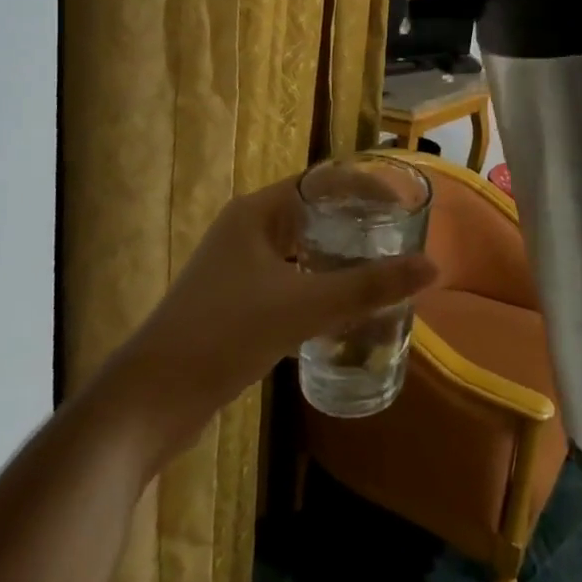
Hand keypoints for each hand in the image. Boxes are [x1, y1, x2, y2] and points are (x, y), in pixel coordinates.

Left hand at [101, 176, 437, 456]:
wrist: (150, 400)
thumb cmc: (224, 334)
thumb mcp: (303, 307)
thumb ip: (368, 287)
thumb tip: (432, 267)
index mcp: (258, 213)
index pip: (323, 181)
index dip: (366, 186)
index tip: (404, 203)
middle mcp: (248, 230)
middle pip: (315, 213)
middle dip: (358, 224)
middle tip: (402, 239)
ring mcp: (240, 268)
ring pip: (304, 250)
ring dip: (341, 258)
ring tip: (384, 271)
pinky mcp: (238, 302)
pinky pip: (292, 280)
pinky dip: (322, 287)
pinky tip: (347, 310)